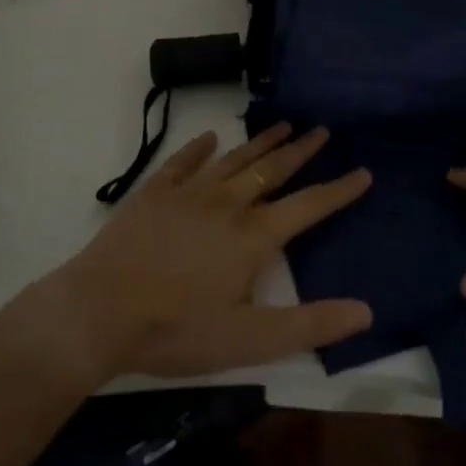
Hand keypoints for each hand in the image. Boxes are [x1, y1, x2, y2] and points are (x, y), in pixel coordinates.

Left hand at [56, 123, 373, 379]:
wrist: (99, 311)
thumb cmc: (177, 330)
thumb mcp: (250, 341)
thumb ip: (310, 326)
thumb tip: (366, 311)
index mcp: (254, 236)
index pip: (308, 206)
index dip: (339, 190)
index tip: (363, 171)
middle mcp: (227, 204)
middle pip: (273, 170)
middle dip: (301, 150)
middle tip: (322, 130)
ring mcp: (188, 194)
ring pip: (234, 160)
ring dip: (261, 142)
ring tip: (283, 125)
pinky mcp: (154, 194)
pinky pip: (182, 162)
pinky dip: (198, 149)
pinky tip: (210, 137)